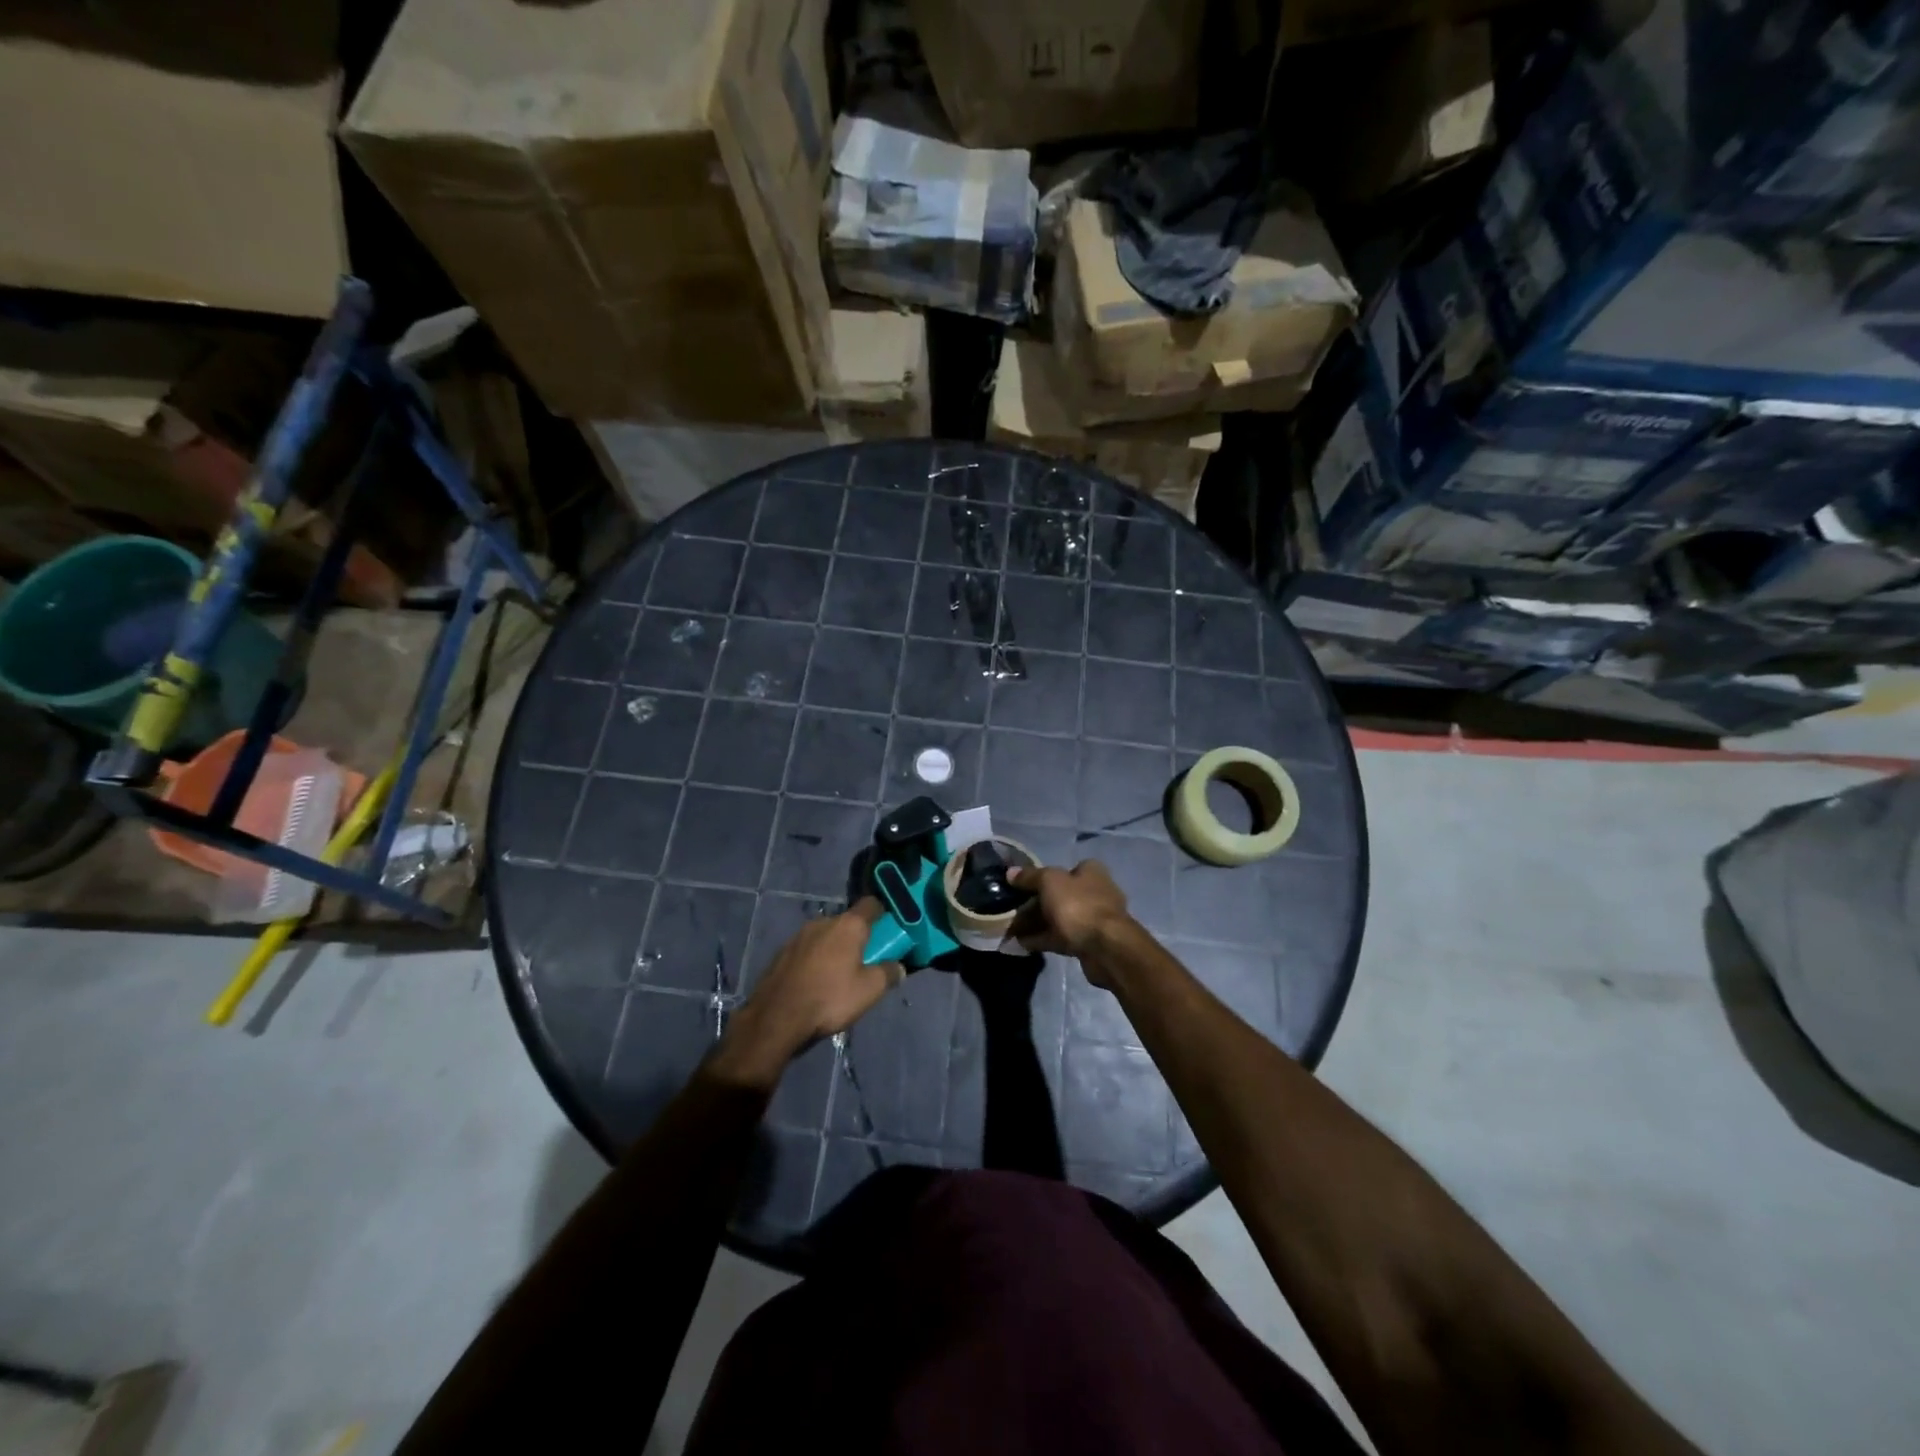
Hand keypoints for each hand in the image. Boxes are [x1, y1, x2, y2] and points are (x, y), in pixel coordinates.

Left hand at [713, 898, 901, 1086]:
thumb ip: (889, 973)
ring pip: (826, 936)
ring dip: (835, 949)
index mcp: (848, 925)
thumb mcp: (869, 990)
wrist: (776, 1017)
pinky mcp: (782, 952)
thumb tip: (899, 967)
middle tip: (865, 961)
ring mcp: (799, 935)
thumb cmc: (830, 998)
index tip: (889, 929)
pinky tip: (815, 982)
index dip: (883, 913)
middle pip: (847, 922)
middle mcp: (823, 921)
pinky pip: (808, 950)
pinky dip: (816, 960)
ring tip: (838, 976)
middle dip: (858, 937)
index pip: (871, 904)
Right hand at [1007, 861, 1132, 968]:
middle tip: (1013, 910)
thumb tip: (1011, 872)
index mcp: (1091, 872)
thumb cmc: (1078, 906)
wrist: (1105, 948)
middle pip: (1059, 895)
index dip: (1042, 876)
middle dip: (1035, 903)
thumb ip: (1030, 876)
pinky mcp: (1088, 942)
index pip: (1065, 869)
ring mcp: (1092, 919)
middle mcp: (1095, 892)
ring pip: (1058, 918)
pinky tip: (1022, 943)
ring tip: (1011, 929)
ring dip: (1036, 923)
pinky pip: (1060, 937)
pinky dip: (1042, 939)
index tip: (1022, 886)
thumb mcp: (1049, 882)